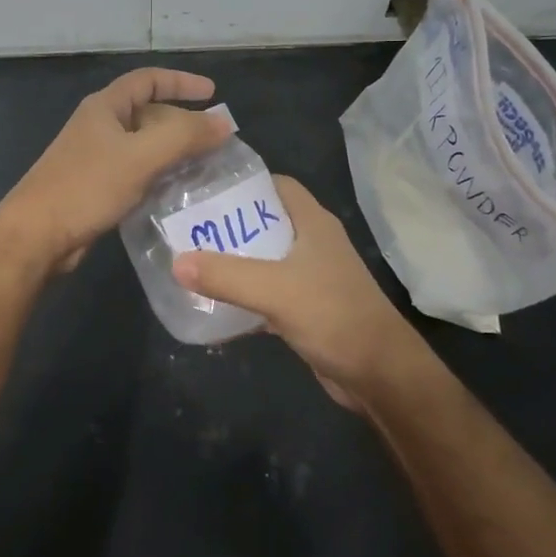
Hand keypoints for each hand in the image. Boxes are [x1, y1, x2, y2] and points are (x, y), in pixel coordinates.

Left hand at [0, 68, 232, 271]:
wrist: (36, 236)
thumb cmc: (86, 186)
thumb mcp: (140, 156)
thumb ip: (184, 136)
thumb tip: (224, 123)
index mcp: (105, 108)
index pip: (148, 80)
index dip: (181, 82)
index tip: (213, 93)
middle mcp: (100, 127)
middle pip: (149, 114)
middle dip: (183, 123)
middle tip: (216, 140)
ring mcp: (96, 158)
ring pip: (144, 146)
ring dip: (174, 152)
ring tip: (207, 166)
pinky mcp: (97, 187)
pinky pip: (137, 172)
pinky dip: (160, 175)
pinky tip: (179, 191)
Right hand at [171, 177, 428, 408]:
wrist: (379, 374)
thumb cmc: (333, 316)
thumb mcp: (275, 290)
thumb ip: (226, 275)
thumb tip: (176, 262)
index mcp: (313, 223)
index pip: (277, 185)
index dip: (245, 183)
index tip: (206, 189)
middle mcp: (313, 243)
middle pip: (266, 221)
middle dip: (230, 225)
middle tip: (188, 229)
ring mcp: (312, 277)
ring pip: (266, 260)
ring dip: (235, 262)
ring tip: (194, 262)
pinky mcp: (307, 309)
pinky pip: (269, 294)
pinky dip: (245, 297)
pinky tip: (215, 306)